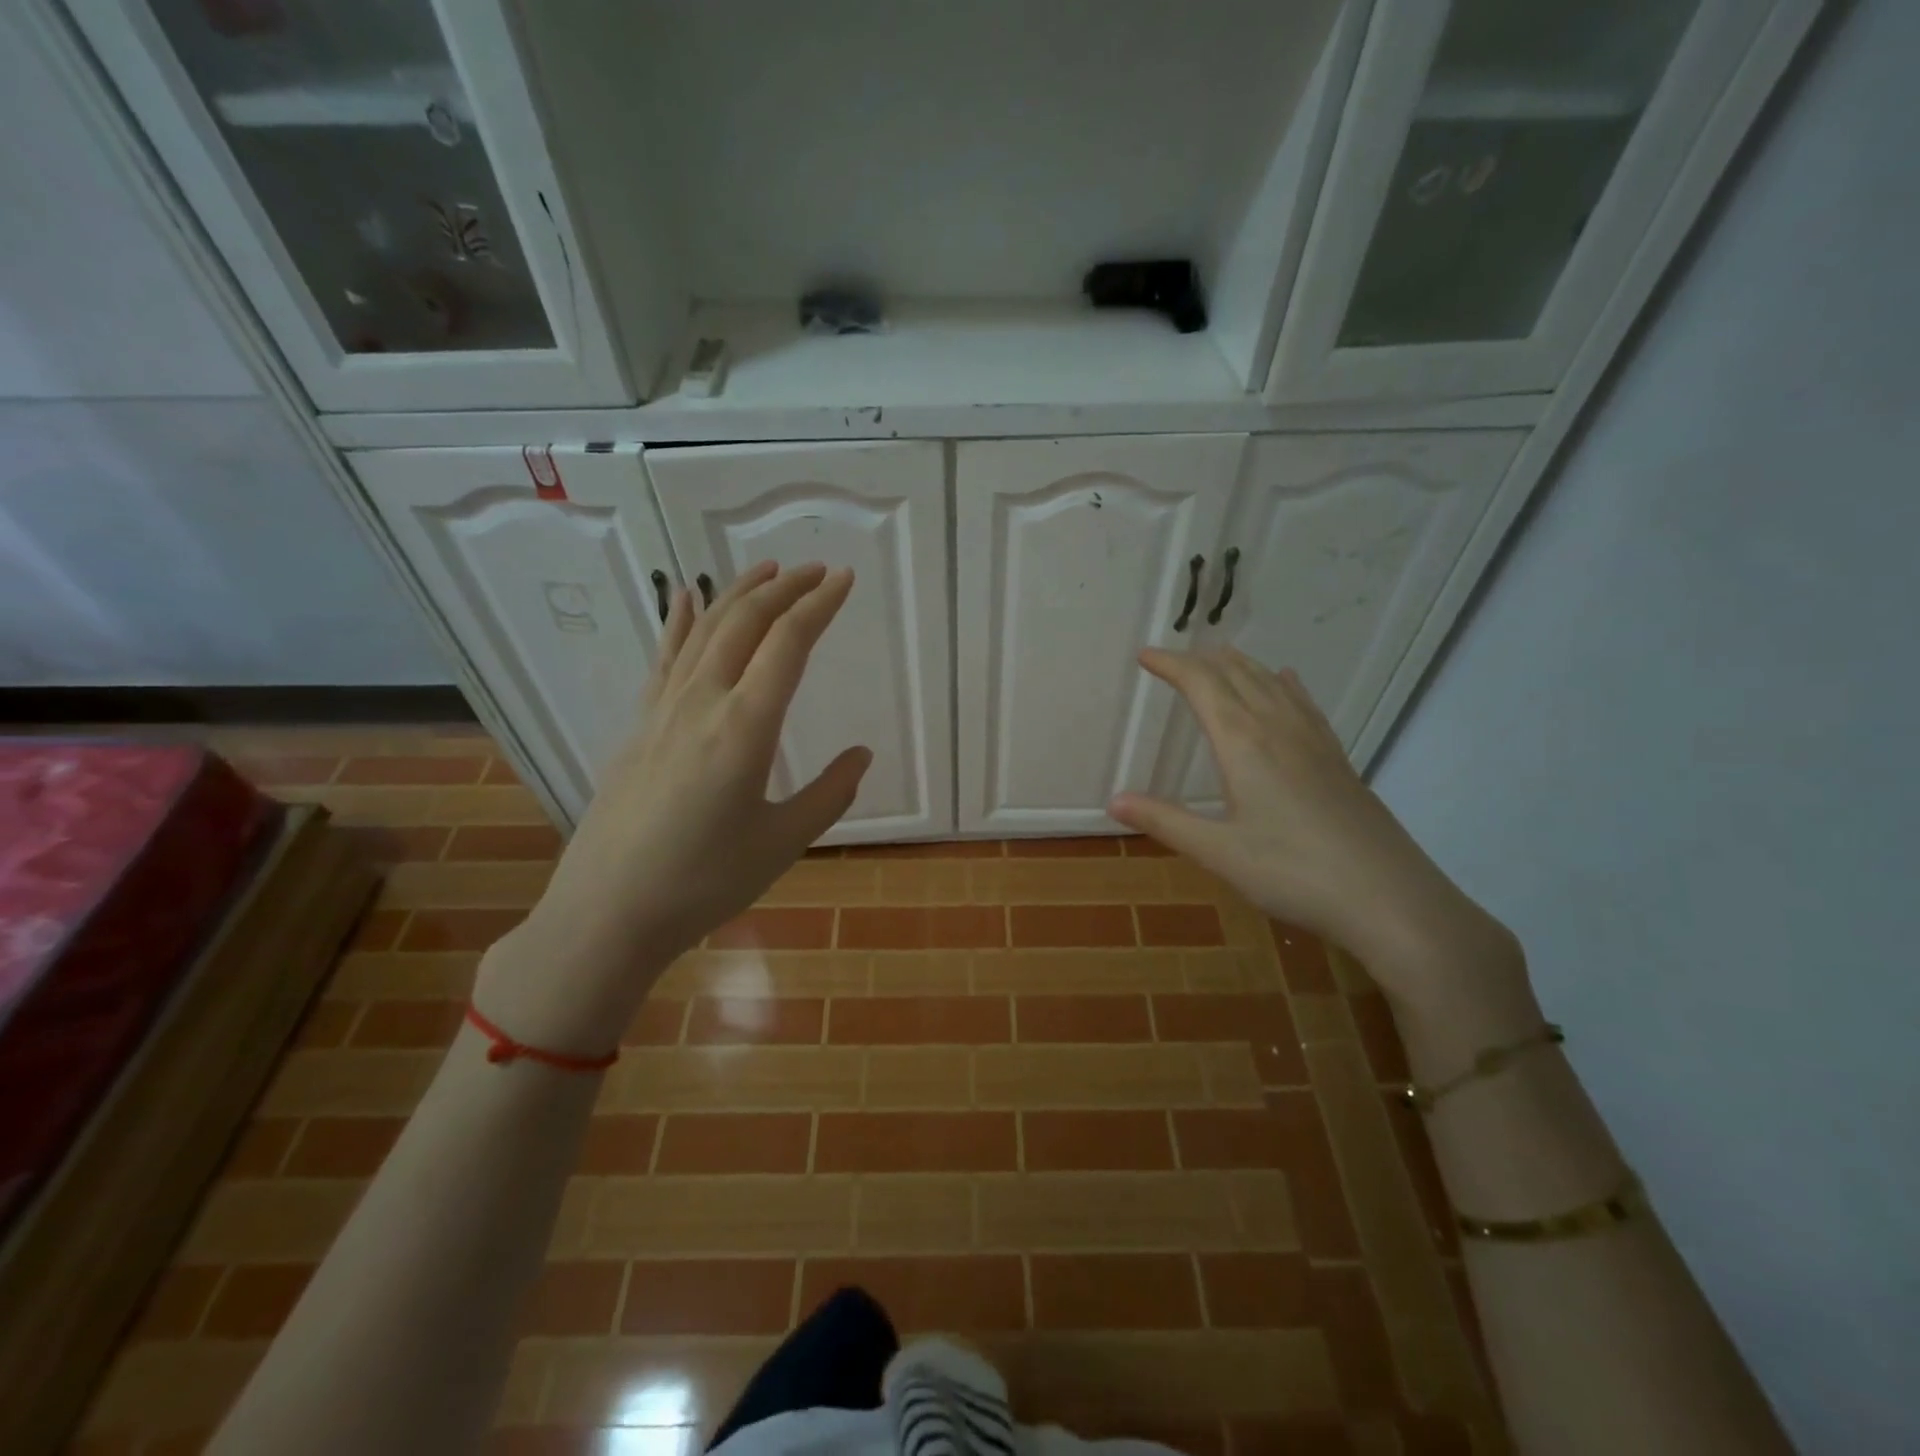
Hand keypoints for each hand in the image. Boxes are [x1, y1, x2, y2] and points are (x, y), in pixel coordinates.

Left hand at [476, 561, 869, 1055]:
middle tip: (816, 570)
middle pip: (745, 623)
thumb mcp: (782, 844)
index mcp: (745, 728)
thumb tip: (861, 755)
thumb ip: (829, 794)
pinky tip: (684, 596)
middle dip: (784, 588)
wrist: (607, 913)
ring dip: (737, 593)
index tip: (844, 579)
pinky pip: (664, 657)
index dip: (819, 605)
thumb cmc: (703, 883)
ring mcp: (663, 709)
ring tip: (767, 570)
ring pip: (703, 630)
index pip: (788, 644)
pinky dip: (679, 621)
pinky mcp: (638, 724)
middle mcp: (702, 702)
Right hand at [1109, 647, 1530, 1025]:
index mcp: (1244, 743)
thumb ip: (1165, 822)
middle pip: (1237, 675)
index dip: (1171, 665)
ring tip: (1218, 658)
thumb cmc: (1293, 874)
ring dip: (1239, 665)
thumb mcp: (1219, 853)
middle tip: (1172, 658)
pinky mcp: (1337, 759)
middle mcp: (1279, 728)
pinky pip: (1303, 703)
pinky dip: (1282, 683)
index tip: (1144, 656)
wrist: (1389, 899)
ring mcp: (1314, 741)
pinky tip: (1285, 681)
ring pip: (1272, 683)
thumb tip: (1114, 800)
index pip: (1201, 685)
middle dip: (1201, 660)